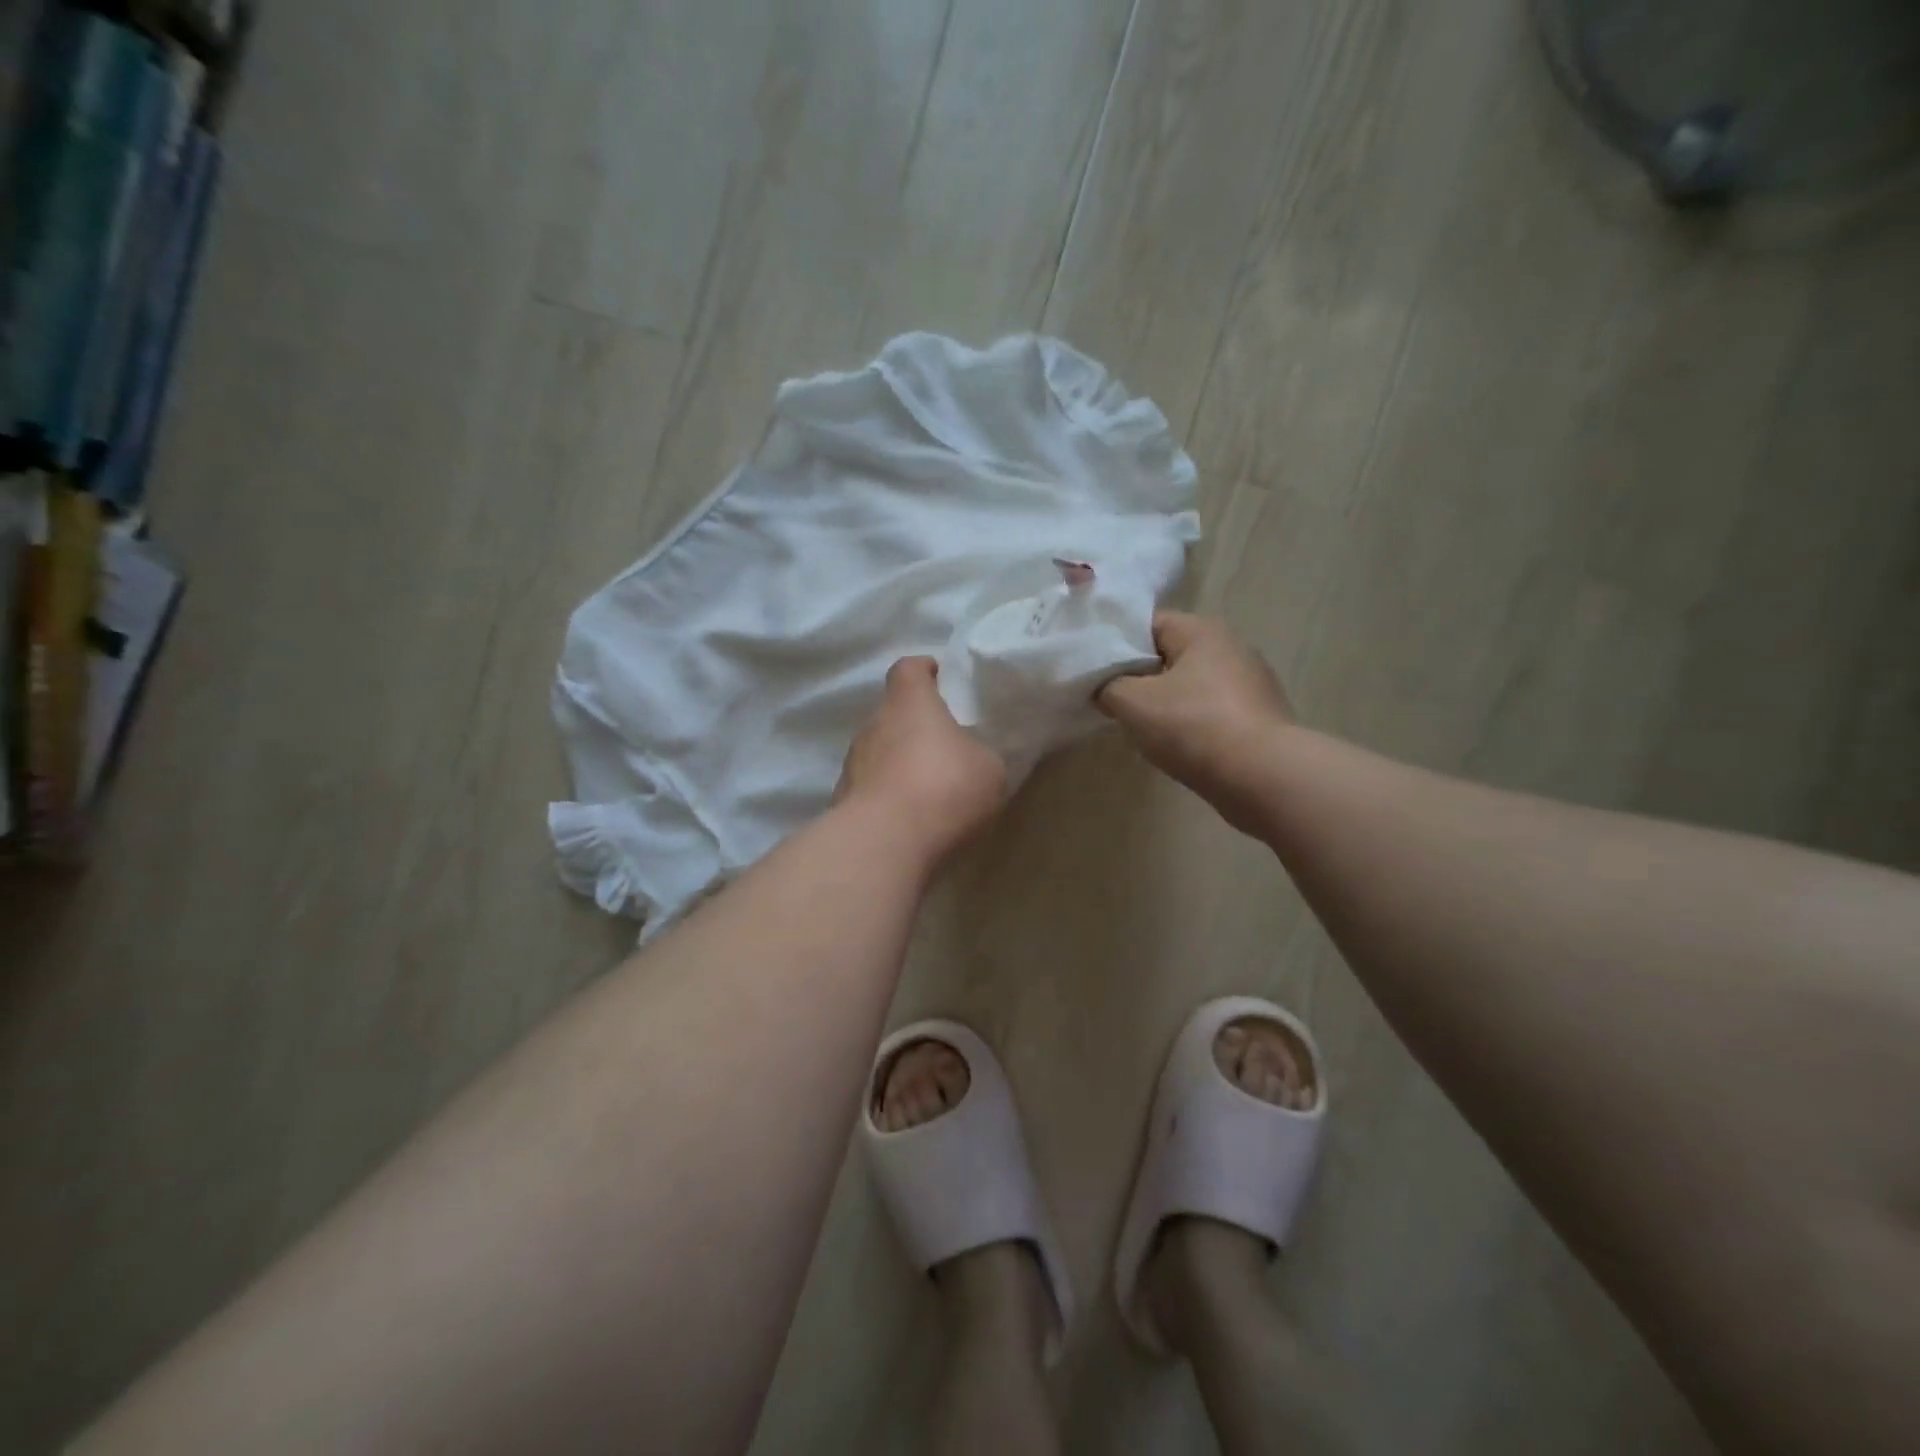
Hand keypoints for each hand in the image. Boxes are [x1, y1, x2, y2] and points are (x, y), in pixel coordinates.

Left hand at [836, 658, 1007, 861]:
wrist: (884, 842)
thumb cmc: (944, 788)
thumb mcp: (989, 770)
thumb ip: (981, 755)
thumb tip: (973, 759)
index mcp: (909, 702)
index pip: (908, 668)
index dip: (925, 671)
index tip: (941, 680)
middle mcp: (873, 724)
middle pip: (893, 713)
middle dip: (916, 725)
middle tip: (945, 745)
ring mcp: (852, 763)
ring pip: (879, 752)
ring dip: (900, 763)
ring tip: (928, 789)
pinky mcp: (842, 800)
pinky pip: (871, 789)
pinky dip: (888, 797)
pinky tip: (909, 820)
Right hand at [1097, 613, 1294, 832]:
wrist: (1261, 776)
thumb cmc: (1193, 726)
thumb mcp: (1133, 703)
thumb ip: (1108, 687)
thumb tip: (1104, 689)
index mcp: (1202, 631)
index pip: (1147, 624)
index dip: (1116, 643)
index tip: (1095, 670)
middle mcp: (1232, 647)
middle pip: (1170, 654)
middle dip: (1140, 676)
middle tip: (1111, 699)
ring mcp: (1251, 683)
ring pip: (1192, 685)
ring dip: (1166, 702)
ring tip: (1141, 727)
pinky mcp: (1260, 717)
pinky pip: (1212, 711)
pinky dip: (1192, 723)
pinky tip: (1177, 746)